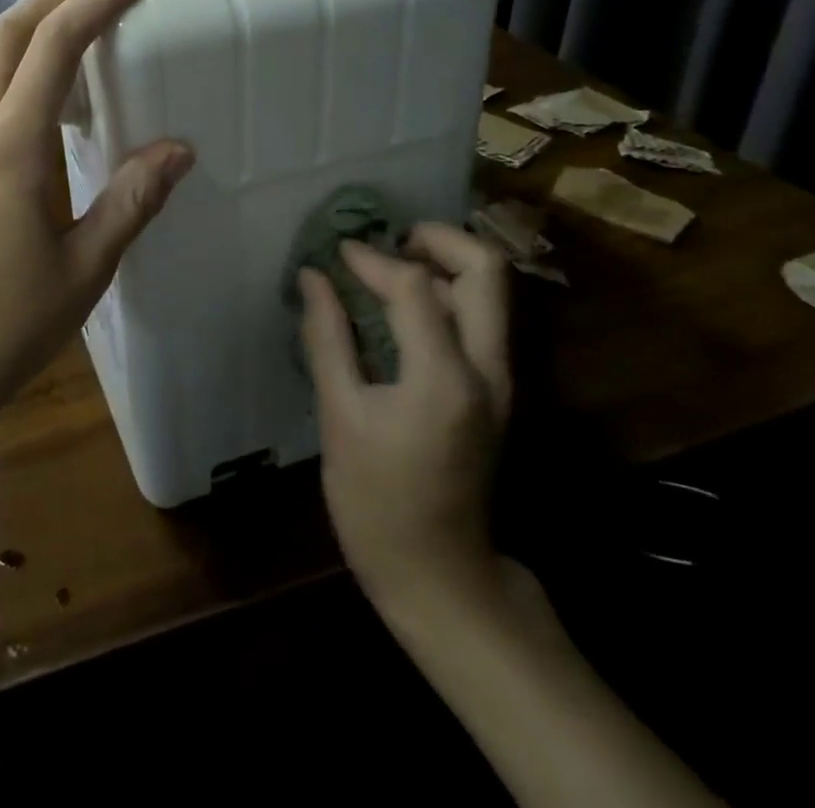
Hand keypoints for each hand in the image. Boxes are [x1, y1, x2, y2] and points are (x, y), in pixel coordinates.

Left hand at [0, 0, 193, 421]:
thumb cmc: (2, 325)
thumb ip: (131, 200)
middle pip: (6, 40)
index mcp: (11, 146)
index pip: (56, 48)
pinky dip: (4, 84)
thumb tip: (178, 148)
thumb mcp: (84, 267)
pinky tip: (22, 114)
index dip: (95, 4)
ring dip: (23, 36)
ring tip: (60, 24)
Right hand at [299, 224, 511, 617]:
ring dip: (445, 264)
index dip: (372, 260)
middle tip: (390, 238)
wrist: (441, 576)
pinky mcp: (496, 392)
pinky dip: (447, 294)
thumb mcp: (340, 417)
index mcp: (444, 377)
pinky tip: (404, 304)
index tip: (336, 254)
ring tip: (391, 264)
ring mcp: (501, 381)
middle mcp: (487, 369)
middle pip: (487, 271)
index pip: (415, 286)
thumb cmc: (377, 501)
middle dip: (438, 239)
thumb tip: (313, 277)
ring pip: (491, 293)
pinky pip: (481, 319)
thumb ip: (328, 338)